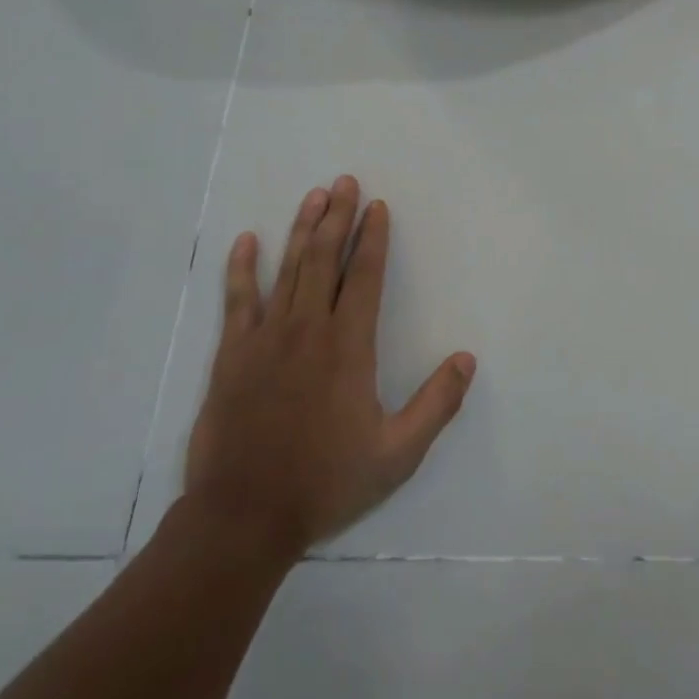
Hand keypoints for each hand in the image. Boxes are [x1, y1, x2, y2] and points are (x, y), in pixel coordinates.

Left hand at [183, 177, 475, 560]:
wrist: (243, 517)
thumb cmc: (326, 481)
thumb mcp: (397, 453)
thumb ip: (437, 403)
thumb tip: (467, 359)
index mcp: (348, 347)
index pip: (363, 277)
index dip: (372, 239)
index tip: (377, 207)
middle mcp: (307, 330)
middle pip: (324, 260)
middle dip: (338, 218)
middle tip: (345, 181)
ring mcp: (265, 339)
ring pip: (287, 270)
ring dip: (301, 229)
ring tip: (314, 195)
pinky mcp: (232, 356)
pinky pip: (238, 301)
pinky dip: (242, 269)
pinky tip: (247, 241)